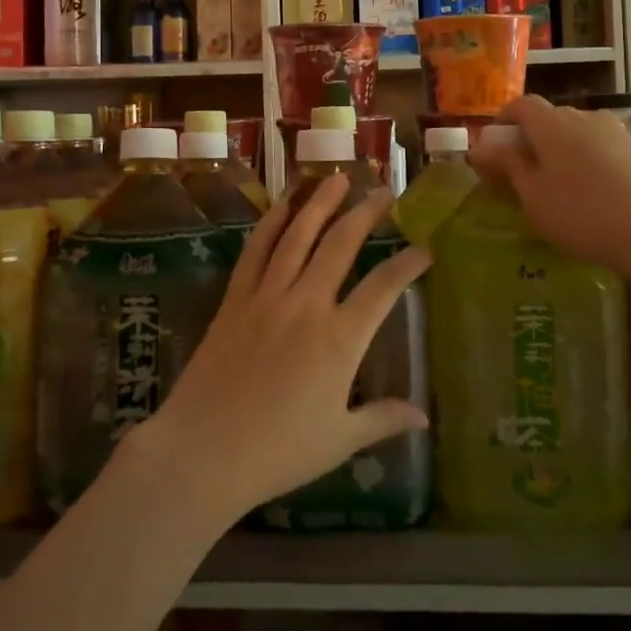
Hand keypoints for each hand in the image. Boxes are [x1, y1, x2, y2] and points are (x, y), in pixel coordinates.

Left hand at [129, 175, 431, 527]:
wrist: (204, 450)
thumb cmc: (278, 451)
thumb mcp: (340, 440)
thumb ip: (382, 419)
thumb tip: (422, 418)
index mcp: (340, 339)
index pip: (384, 287)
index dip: (408, 263)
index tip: (426, 247)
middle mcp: (306, 304)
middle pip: (340, 245)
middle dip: (366, 214)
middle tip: (383, 191)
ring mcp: (267, 296)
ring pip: (297, 235)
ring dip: (319, 203)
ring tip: (336, 179)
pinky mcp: (235, 298)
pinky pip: (256, 250)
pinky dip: (271, 222)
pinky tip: (282, 204)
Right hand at [466, 95, 630, 285]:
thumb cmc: (583, 214)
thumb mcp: (533, 195)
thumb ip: (507, 166)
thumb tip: (479, 147)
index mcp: (553, 123)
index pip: (521, 104)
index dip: (503, 119)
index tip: (493, 145)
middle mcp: (584, 117)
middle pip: (549, 117)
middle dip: (530, 138)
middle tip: (519, 172)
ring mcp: (616, 133)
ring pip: (576, 133)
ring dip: (559, 150)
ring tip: (555, 186)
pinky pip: (599, 148)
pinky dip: (584, 161)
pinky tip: (589, 194)